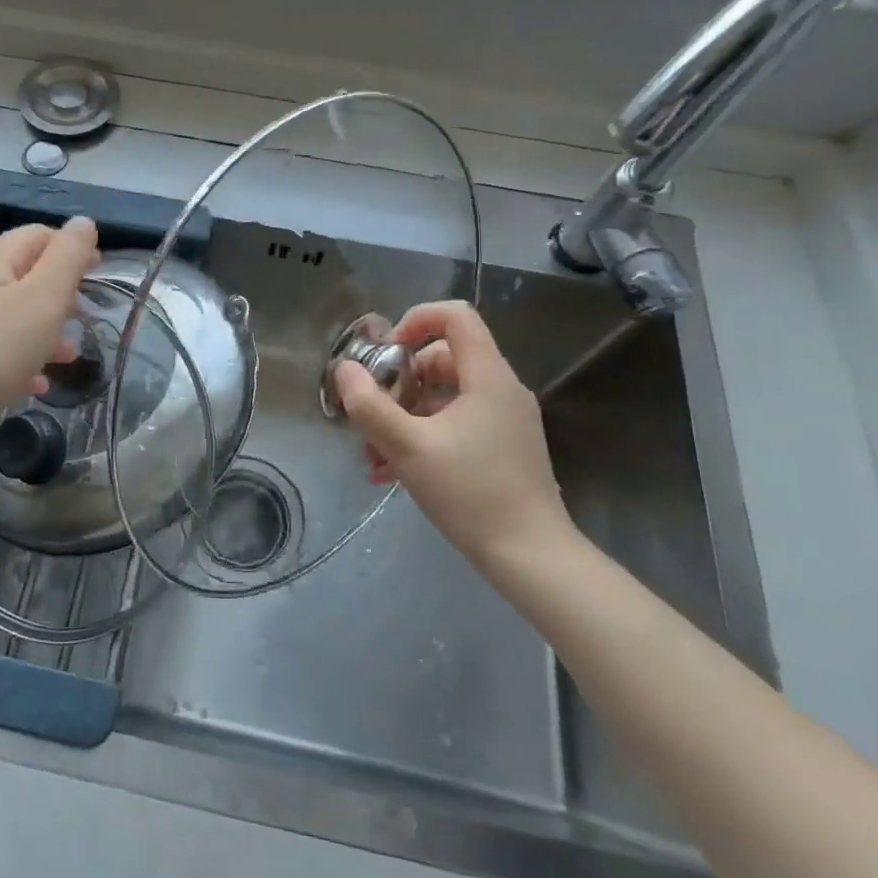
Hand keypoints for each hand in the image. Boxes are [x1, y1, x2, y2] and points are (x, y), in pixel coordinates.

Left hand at [0, 218, 98, 434]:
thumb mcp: (42, 300)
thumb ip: (68, 257)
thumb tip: (84, 221)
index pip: (44, 234)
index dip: (74, 251)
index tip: (99, 279)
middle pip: (26, 272)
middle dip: (60, 294)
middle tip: (83, 322)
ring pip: (10, 309)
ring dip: (42, 328)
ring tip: (66, 359)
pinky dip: (16, 355)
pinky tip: (32, 384)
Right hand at [335, 300, 572, 565]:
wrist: (532, 560)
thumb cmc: (471, 494)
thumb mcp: (408, 447)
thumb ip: (370, 405)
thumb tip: (345, 370)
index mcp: (487, 377)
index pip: (455, 316)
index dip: (415, 321)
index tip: (384, 353)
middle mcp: (500, 390)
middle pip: (440, 359)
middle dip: (397, 383)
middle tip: (372, 414)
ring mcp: (503, 421)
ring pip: (442, 397)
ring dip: (403, 417)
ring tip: (374, 456)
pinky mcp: (502, 448)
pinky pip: (454, 424)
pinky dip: (422, 436)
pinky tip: (392, 473)